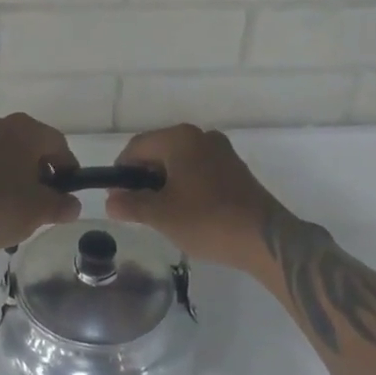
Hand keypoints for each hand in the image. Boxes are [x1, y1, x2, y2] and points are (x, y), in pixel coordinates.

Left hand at [0, 113, 81, 255]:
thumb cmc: (0, 207)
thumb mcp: (41, 210)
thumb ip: (62, 205)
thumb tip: (72, 205)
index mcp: (23, 129)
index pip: (57, 143)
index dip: (67, 167)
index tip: (68, 191)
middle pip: (29, 145)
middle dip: (39, 170)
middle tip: (44, 199)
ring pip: (4, 153)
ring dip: (14, 173)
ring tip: (16, 205)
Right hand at [107, 125, 283, 269]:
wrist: (264, 238)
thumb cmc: (206, 220)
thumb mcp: (161, 215)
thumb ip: (131, 204)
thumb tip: (110, 201)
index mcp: (179, 138)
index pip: (136, 146)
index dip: (121, 171)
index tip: (117, 198)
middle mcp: (200, 135)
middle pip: (159, 151)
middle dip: (144, 177)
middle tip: (138, 208)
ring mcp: (221, 150)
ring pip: (180, 161)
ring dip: (166, 182)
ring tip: (163, 213)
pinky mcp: (235, 168)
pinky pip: (200, 169)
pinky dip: (187, 184)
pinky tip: (188, 211)